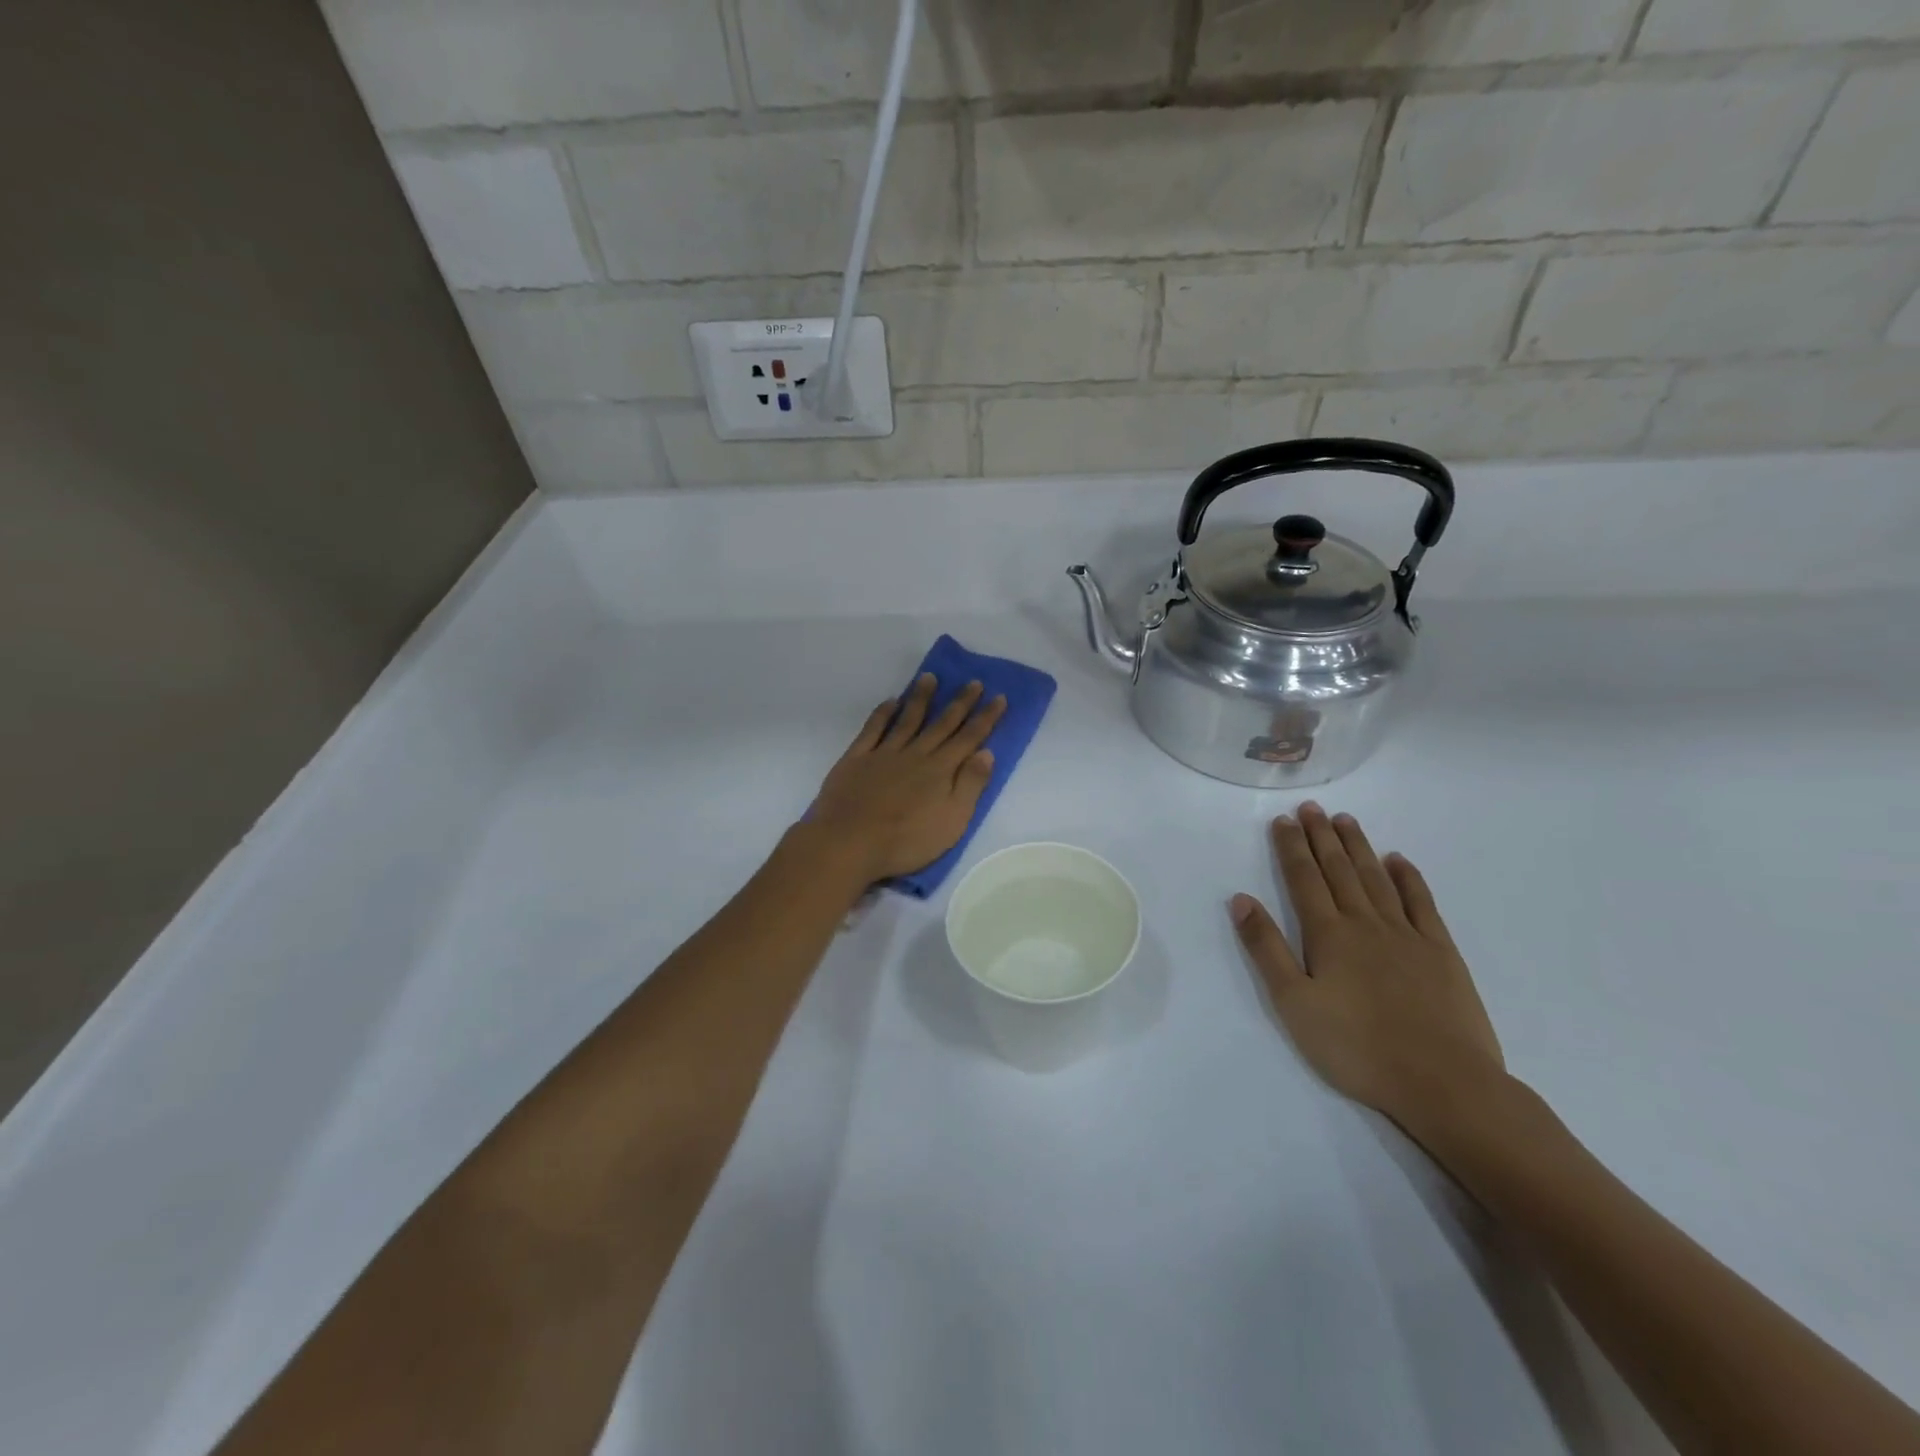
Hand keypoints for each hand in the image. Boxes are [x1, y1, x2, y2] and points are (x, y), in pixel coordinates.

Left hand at [810, 674, 1006, 884]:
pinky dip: (882, 713)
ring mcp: (884, 753)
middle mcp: (915, 754)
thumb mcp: (952, 821)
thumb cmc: (906, 840)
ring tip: (930, 677)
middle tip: (973, 681)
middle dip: (960, 702)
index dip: (985, 717)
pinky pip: (872, 729)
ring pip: (907, 719)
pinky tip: (890, 701)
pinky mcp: (857, 758)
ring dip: (921, 698)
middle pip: (942, 723)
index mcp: (940, 770)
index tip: (999, 697)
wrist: (849, 842)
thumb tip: (986, 753)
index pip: (969, 738)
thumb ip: (970, 785)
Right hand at [1229, 803, 1505, 1133]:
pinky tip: (1398, 860)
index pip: (1303, 878)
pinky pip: (1421, 903)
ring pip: (1376, 878)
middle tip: (1311, 808)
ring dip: (1358, 846)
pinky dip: (1408, 877)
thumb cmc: (1355, 1047)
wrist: (1442, 1082)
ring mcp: (1407, 934)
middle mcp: (1365, 922)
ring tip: (1345, 820)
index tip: (1283, 820)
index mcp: (1327, 934)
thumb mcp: (1293, 1003)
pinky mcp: (1441, 952)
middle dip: (1321, 836)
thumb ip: (1266, 948)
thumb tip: (1241, 899)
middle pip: (1339, 869)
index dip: (1291, 847)